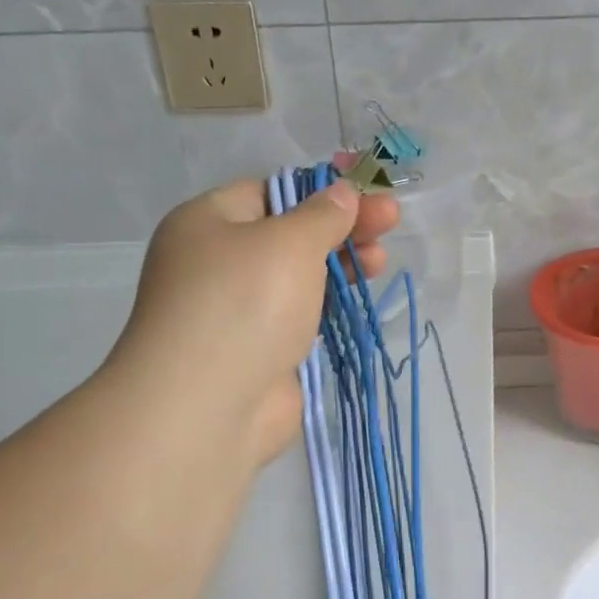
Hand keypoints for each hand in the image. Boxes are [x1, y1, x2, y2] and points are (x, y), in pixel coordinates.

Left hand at [104, 177, 400, 466]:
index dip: (321, 192)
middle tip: (390, 224)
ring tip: (381, 263)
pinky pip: (301, 317)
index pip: (270, 193)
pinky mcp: (262, 350)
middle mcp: (218, 263)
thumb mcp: (288, 243)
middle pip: (289, 234)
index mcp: (208, 223)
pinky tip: (360, 301)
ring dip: (341, 267)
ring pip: (299, 278)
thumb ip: (322, 215)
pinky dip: (330, 307)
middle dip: (341, 228)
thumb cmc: (244, 305)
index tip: (368, 195)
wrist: (209, 407)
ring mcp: (240, 311)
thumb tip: (341, 192)